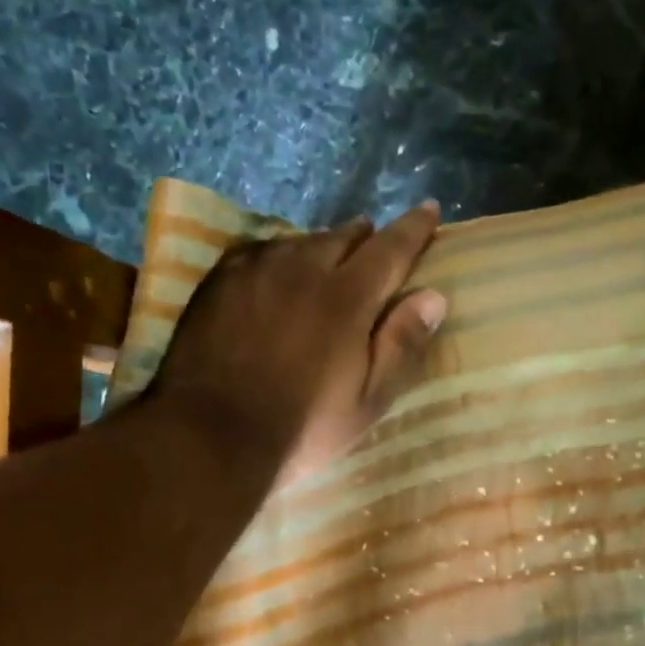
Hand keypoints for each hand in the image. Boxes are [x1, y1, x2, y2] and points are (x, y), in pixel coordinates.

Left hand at [153, 202, 446, 480]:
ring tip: (326, 261)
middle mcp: (302, 269)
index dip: (413, 229)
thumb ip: (400, 345)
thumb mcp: (367, 400)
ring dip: (321, 248)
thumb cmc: (302, 428)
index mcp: (346, 297)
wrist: (211, 435)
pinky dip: (278, 257)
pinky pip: (258, 252)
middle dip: (365, 238)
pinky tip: (275, 272)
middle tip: (374, 246)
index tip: (428, 210)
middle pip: (342, 237)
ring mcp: (254, 271)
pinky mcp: (217, 282)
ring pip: (298, 242)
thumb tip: (433, 296)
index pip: (390, 248)